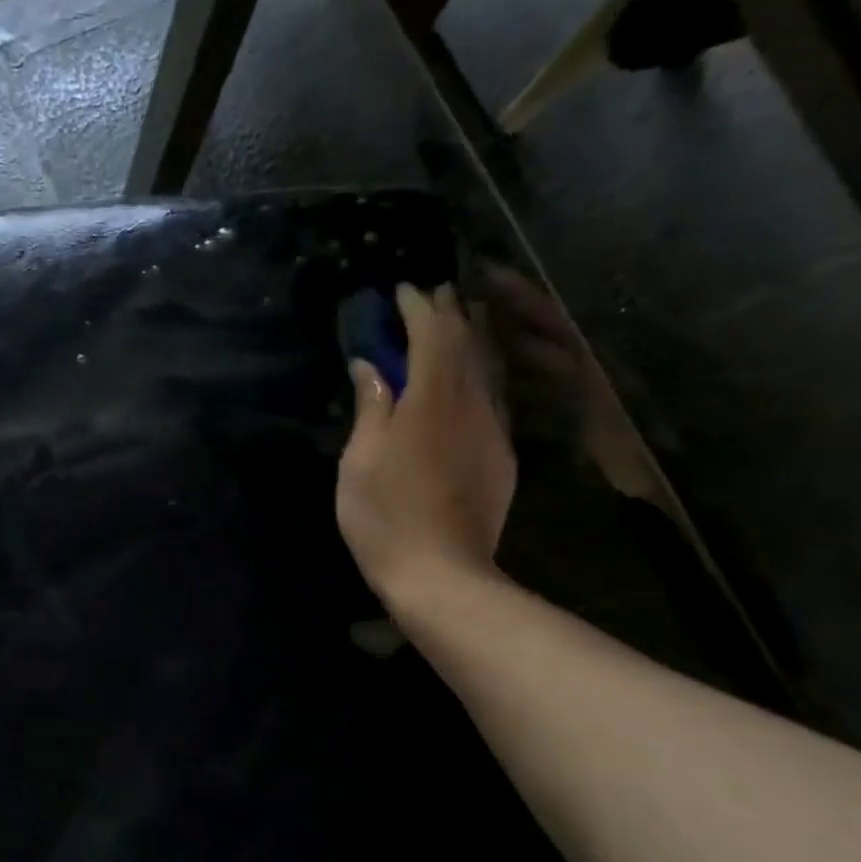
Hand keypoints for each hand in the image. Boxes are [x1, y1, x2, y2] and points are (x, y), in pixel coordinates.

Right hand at [336, 283, 515, 612]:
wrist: (440, 572)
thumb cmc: (384, 515)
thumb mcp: (361, 459)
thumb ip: (371, 407)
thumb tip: (371, 366)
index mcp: (433, 401)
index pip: (434, 336)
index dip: (419, 308)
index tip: (402, 289)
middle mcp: (473, 406)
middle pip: (468, 345)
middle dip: (449, 316)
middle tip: (430, 297)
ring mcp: (493, 432)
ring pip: (485, 371)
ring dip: (467, 343)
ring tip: (450, 327)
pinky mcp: (500, 457)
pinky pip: (490, 400)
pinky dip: (474, 378)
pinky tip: (464, 384)